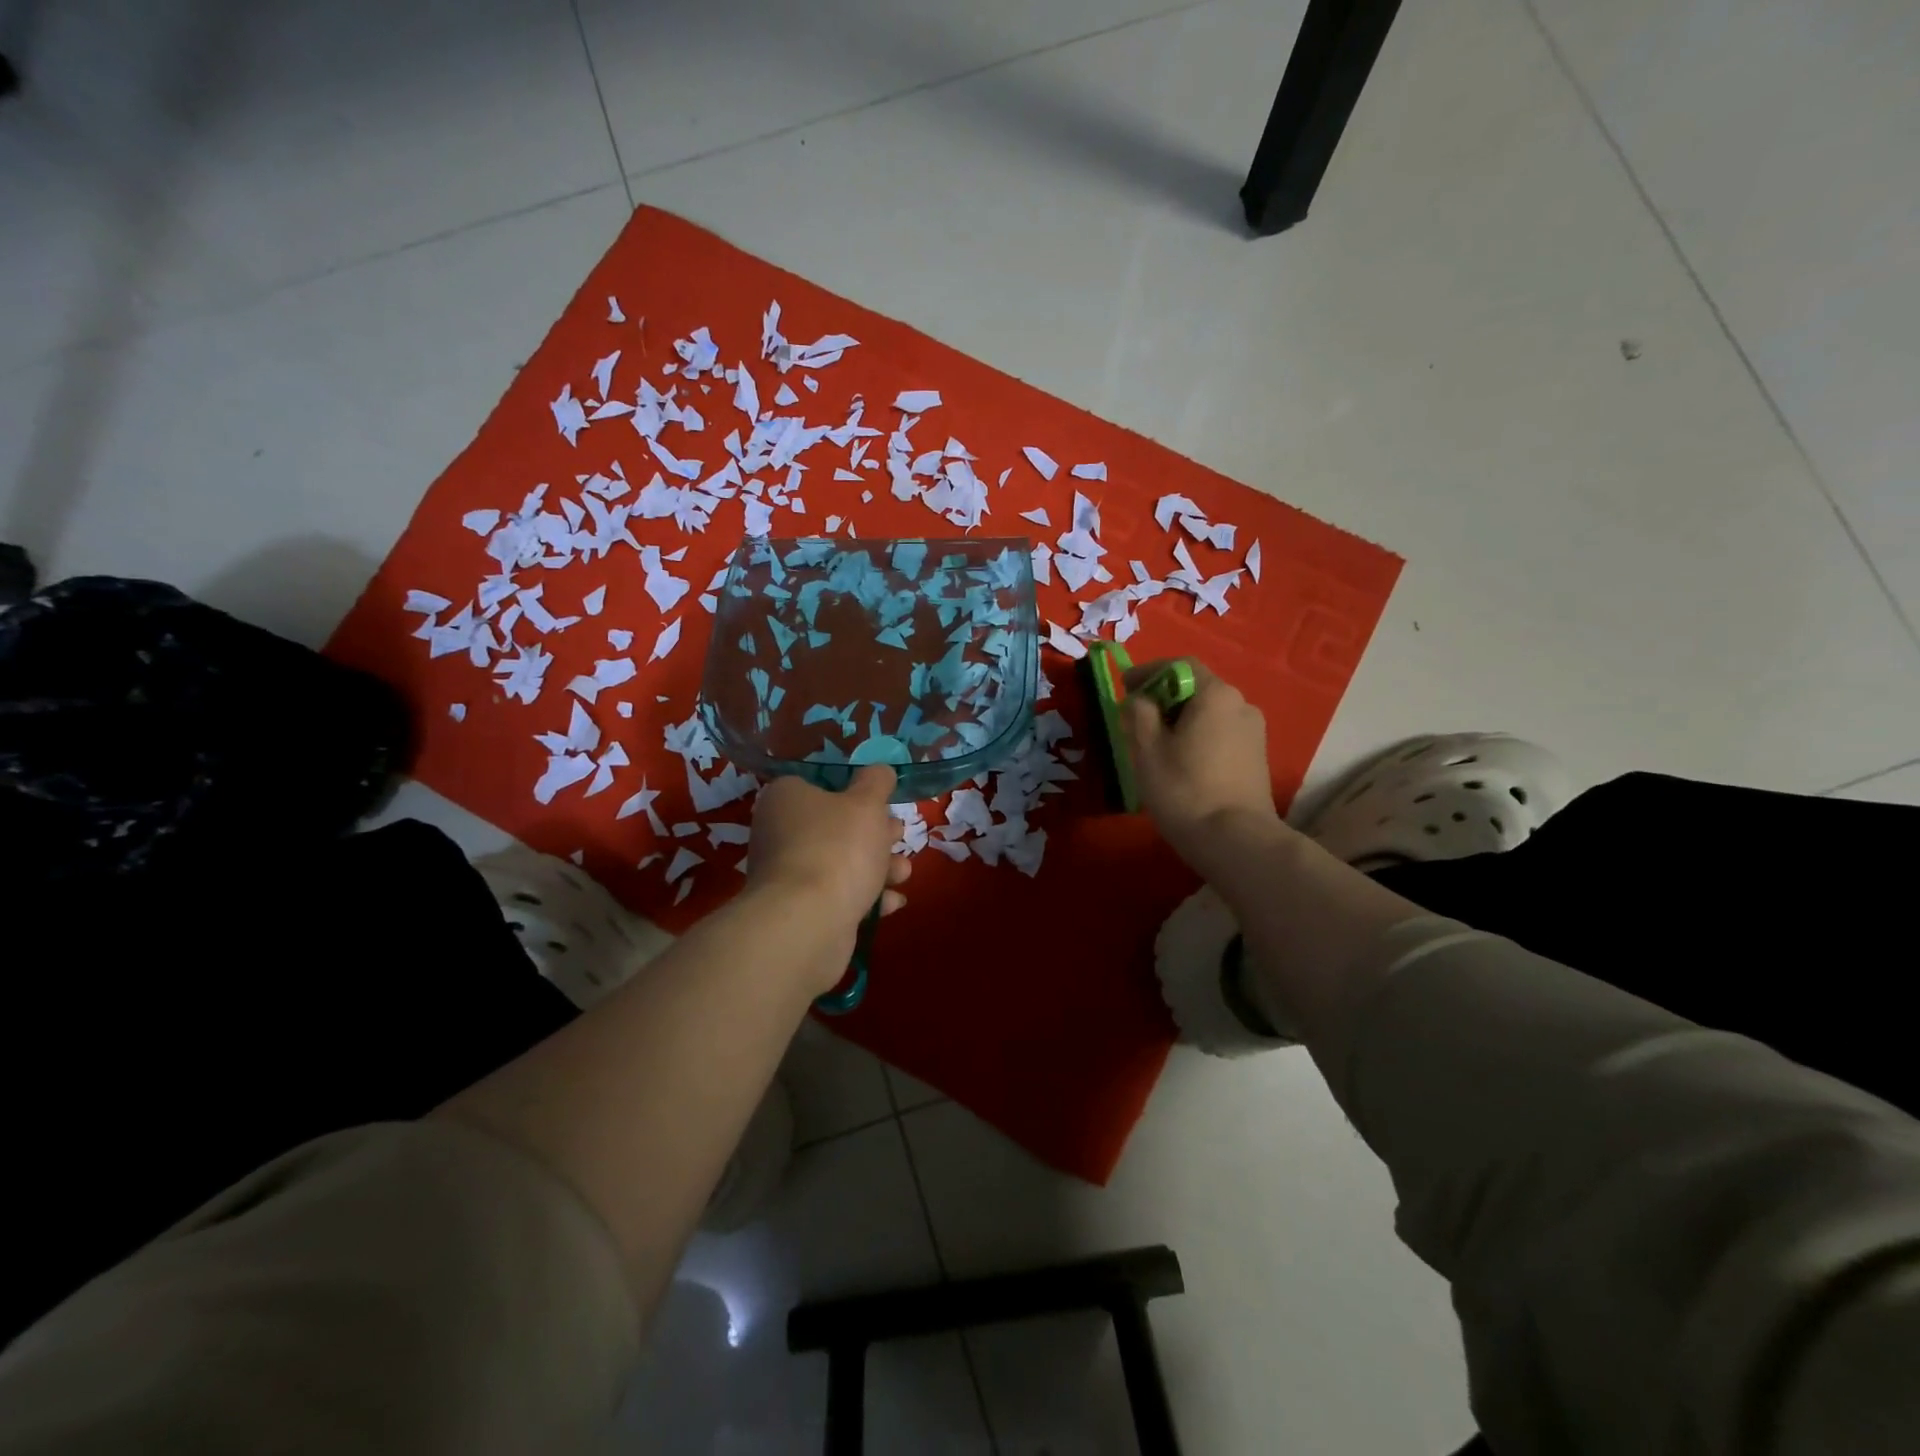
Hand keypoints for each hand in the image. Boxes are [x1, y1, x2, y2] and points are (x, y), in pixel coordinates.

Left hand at [747, 766, 911, 935]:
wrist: (810, 922)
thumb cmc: (838, 847)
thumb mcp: (867, 802)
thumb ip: (876, 782)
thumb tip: (880, 771)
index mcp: (786, 798)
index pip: (819, 785)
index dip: (854, 793)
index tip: (882, 803)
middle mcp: (779, 834)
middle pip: (835, 827)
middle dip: (875, 834)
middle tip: (898, 835)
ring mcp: (787, 876)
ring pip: (841, 863)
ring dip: (878, 867)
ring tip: (904, 873)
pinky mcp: (800, 911)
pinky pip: (838, 896)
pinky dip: (866, 898)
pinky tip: (892, 903)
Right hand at [1123, 660, 1288, 880]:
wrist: (1235, 840)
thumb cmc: (1184, 789)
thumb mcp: (1147, 748)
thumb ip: (1138, 713)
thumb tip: (1138, 700)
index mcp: (1216, 694)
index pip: (1179, 666)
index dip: (1148, 672)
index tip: (1125, 687)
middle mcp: (1241, 704)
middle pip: (1196, 689)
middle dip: (1164, 698)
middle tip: (1136, 719)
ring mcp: (1254, 732)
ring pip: (1209, 713)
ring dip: (1181, 720)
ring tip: (1156, 744)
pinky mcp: (1257, 757)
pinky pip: (1220, 733)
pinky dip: (1198, 737)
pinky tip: (1181, 762)